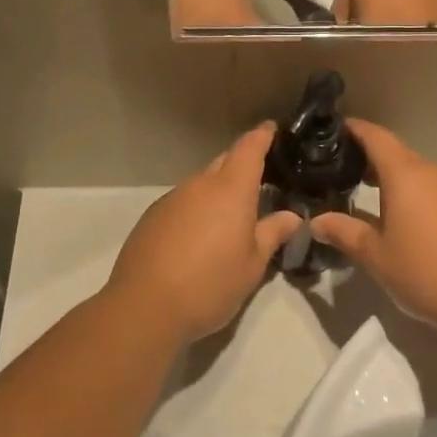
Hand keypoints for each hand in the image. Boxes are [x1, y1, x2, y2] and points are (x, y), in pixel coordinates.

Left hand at [105, 124, 301, 341]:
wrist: (145, 307)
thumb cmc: (210, 285)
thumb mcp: (252, 264)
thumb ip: (272, 234)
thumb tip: (292, 216)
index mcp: (230, 190)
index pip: (249, 148)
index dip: (262, 135)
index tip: (271, 129)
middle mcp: (199, 185)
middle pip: (224, 162)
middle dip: (242, 165)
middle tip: (260, 180)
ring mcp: (171, 199)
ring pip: (201, 184)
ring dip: (217, 192)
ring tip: (231, 217)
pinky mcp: (152, 217)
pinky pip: (183, 202)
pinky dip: (196, 209)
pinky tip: (199, 237)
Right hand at [310, 119, 436, 332]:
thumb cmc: (425, 272)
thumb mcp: (375, 256)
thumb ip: (344, 232)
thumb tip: (316, 222)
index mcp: (406, 176)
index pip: (376, 137)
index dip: (355, 129)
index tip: (335, 130)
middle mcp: (433, 173)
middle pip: (397, 154)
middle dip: (370, 159)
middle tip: (344, 173)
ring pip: (419, 174)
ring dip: (395, 180)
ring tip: (373, 200)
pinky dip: (418, 196)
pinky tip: (410, 223)